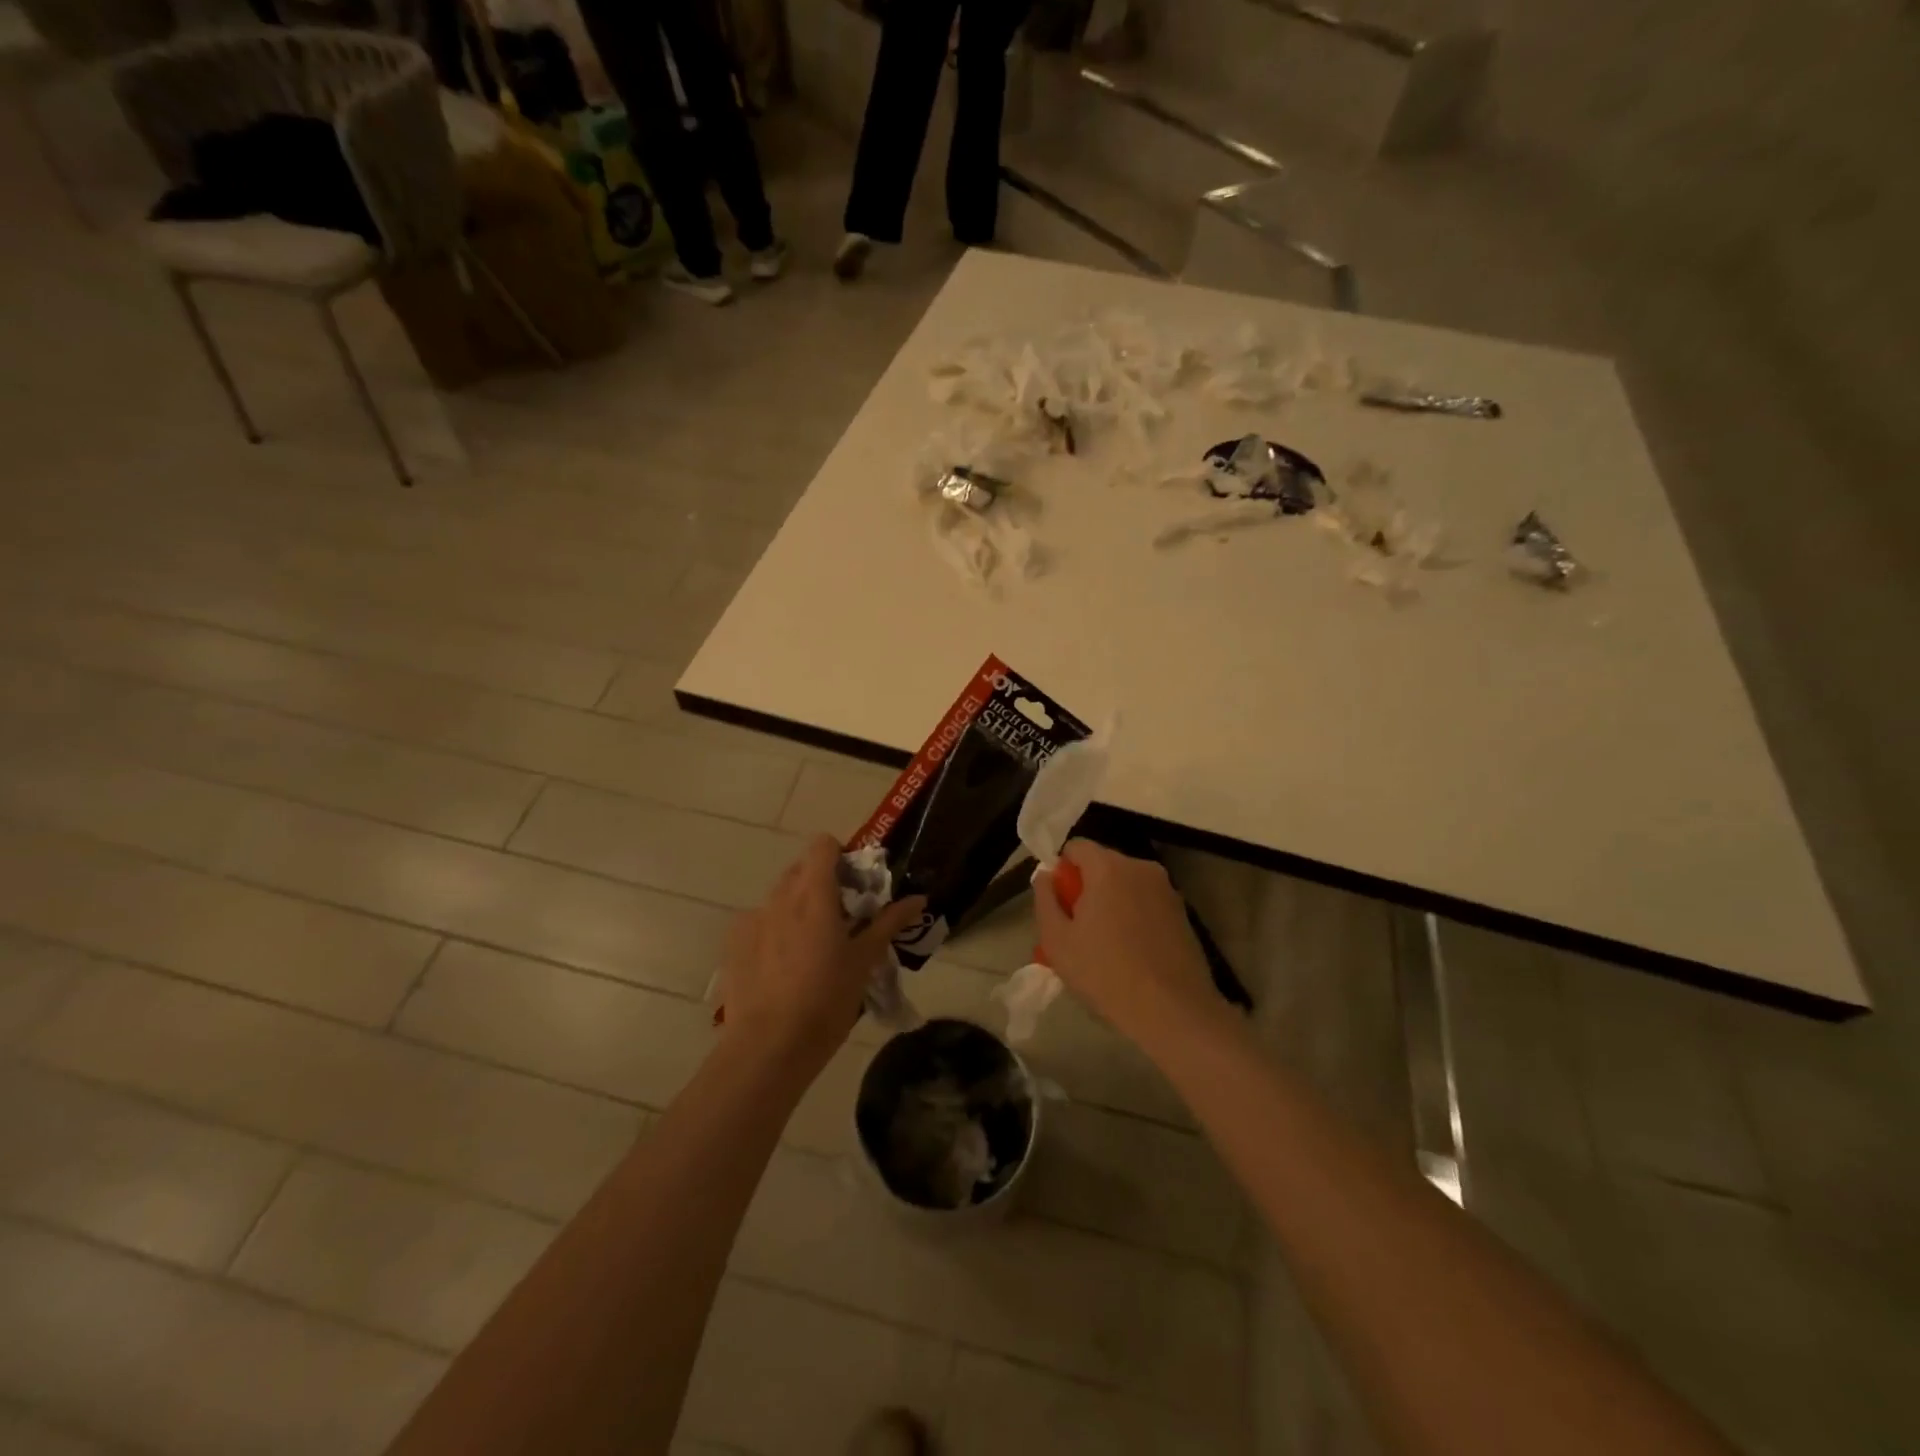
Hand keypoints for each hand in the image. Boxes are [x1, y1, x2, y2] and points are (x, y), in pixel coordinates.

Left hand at [719, 836, 924, 1074]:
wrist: (768, 1047)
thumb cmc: (826, 1000)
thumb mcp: (865, 961)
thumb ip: (889, 922)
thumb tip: (918, 898)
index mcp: (814, 894)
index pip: (822, 845)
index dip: (841, 856)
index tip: (855, 885)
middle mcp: (780, 897)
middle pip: (801, 869)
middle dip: (822, 883)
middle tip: (841, 918)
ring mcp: (752, 919)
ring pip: (780, 897)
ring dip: (798, 907)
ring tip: (811, 947)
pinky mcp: (733, 943)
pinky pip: (759, 922)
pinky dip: (774, 930)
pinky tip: (783, 966)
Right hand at [1033, 840, 1222, 1056]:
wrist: (1173, 1011)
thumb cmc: (1106, 973)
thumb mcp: (1057, 940)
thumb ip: (1045, 899)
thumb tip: (1046, 875)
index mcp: (1108, 867)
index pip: (1076, 847)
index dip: (1061, 870)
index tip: (1059, 903)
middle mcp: (1141, 867)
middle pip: (1103, 864)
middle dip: (1086, 888)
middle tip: (1077, 929)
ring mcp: (1167, 889)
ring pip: (1126, 885)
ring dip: (1111, 903)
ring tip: (1104, 945)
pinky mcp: (1183, 912)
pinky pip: (1146, 902)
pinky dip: (1134, 916)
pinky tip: (1131, 953)